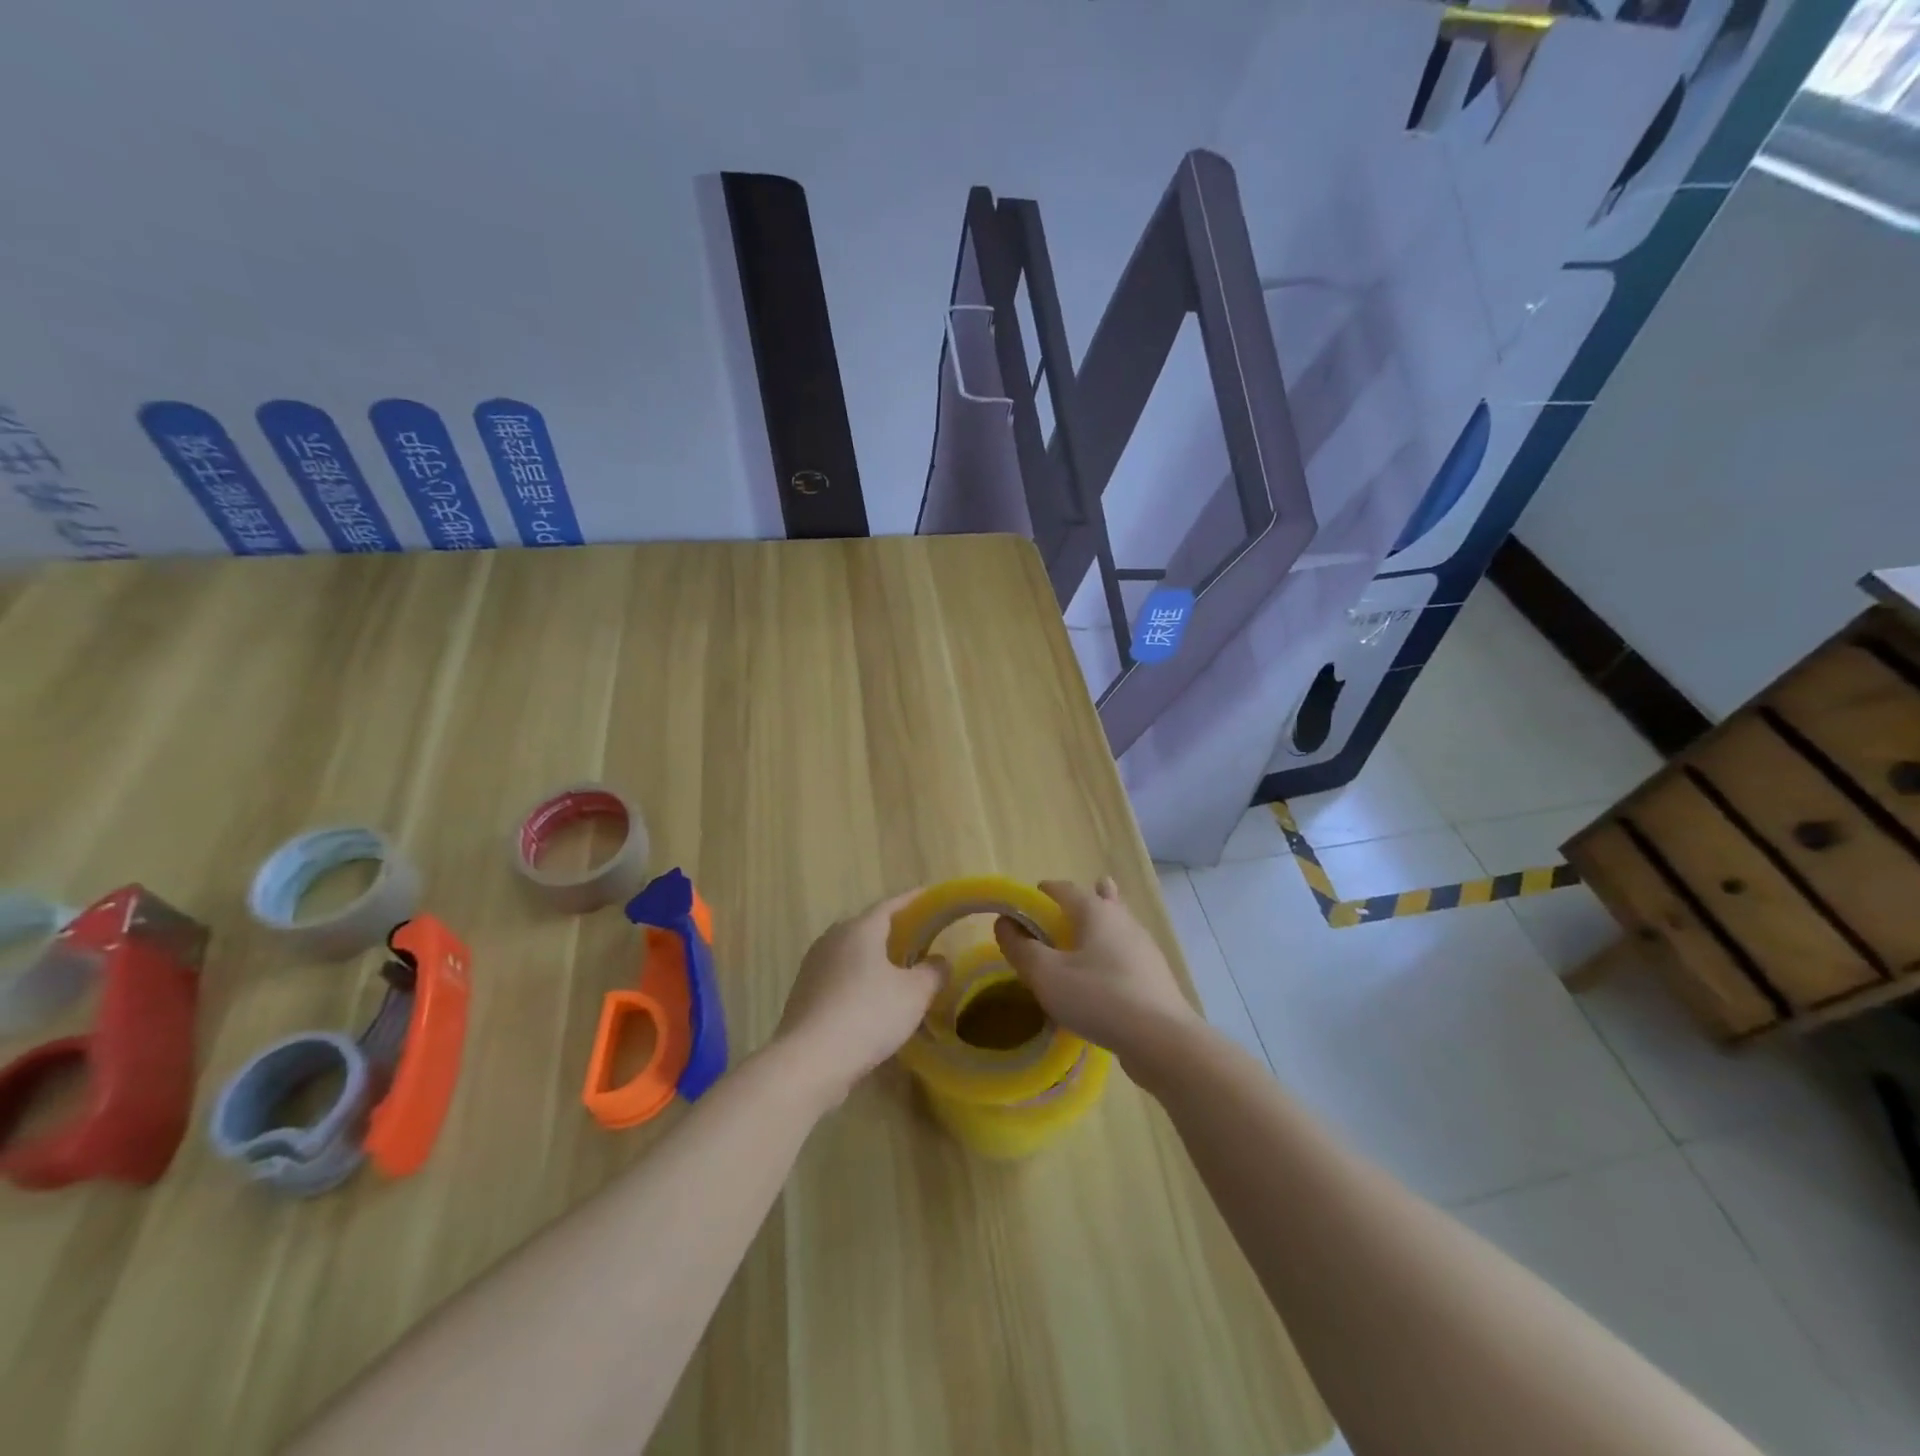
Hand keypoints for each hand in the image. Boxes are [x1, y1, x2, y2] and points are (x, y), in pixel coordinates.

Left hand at [776, 890, 944, 1105]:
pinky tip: (871, 1000)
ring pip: (851, 953)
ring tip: (897, 971)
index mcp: (860, 929)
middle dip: (893, 930)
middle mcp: (833, 938)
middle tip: (918, 939)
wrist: (810, 1060)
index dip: (913, 900)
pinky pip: (839, 976)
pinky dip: (858, 980)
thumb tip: (939, 961)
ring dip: (874, 958)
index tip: (930, 896)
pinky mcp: (803, 993)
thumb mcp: (914, 994)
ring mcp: (813, 966)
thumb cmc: (868, 1015)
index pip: (891, 905)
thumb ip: (932, 972)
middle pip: (868, 927)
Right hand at [993, 878, 1201, 1075]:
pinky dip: (1112, 953)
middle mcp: (1123, 920)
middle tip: (1064, 910)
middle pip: (1101, 899)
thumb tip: (1004, 923)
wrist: (1161, 1039)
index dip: (1044, 891)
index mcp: (1096, 912)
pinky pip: (1127, 953)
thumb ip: (1021, 948)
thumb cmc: (1098, 997)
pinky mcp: (1155, 976)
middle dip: (1083, 899)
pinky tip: (1104, 975)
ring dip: (1101, 926)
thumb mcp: (1047, 975)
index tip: (1029, 899)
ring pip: (1118, 925)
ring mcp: (1144, 948)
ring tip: (1085, 936)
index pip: (1065, 889)